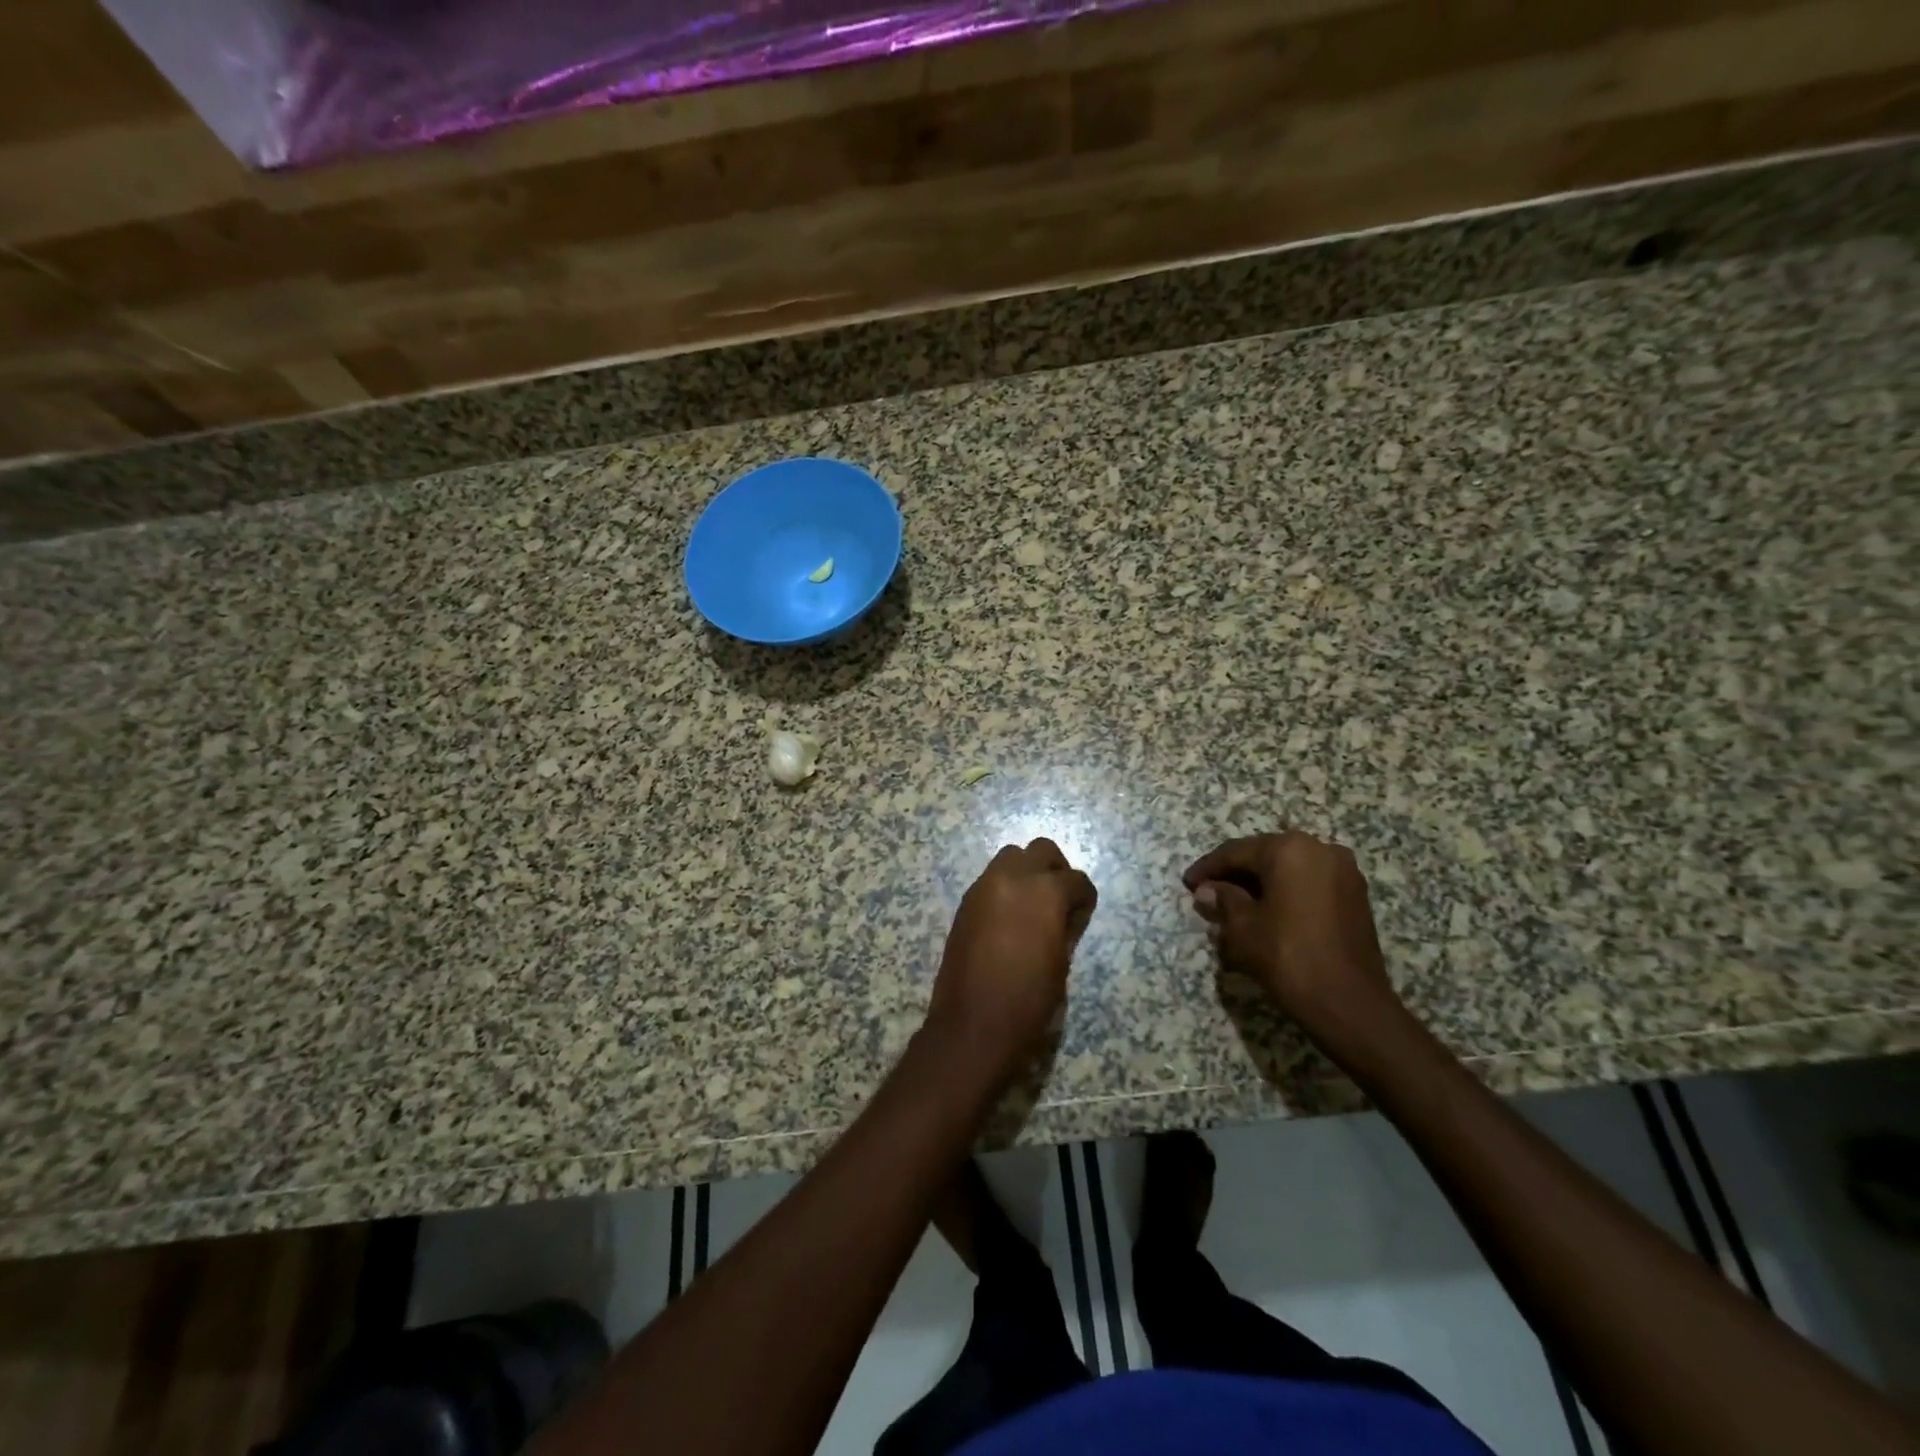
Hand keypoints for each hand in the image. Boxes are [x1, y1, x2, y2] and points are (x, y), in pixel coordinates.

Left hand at [926, 839, 1097, 1081]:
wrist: (972, 1025)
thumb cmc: (1028, 1002)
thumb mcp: (1061, 965)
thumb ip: (1066, 928)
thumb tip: (1067, 915)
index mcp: (1045, 892)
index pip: (1076, 880)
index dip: (1084, 899)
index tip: (1082, 916)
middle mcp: (1013, 878)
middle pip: (1041, 850)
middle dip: (1055, 870)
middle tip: (1059, 901)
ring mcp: (984, 886)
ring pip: (1011, 857)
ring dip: (1026, 873)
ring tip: (1031, 907)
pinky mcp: (965, 902)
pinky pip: (991, 879)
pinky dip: (1005, 888)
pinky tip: (1008, 919)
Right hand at [1183, 831, 1403, 1057]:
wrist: (1349, 1004)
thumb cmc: (1288, 956)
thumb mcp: (1242, 927)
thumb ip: (1223, 900)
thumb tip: (1207, 891)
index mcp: (1290, 849)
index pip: (1236, 852)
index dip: (1208, 868)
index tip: (1187, 882)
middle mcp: (1321, 849)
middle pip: (1264, 857)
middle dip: (1235, 875)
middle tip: (1207, 894)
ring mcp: (1343, 873)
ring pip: (1288, 871)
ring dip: (1260, 885)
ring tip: (1233, 906)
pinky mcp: (1355, 897)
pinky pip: (1308, 885)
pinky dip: (1284, 894)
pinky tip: (1265, 913)